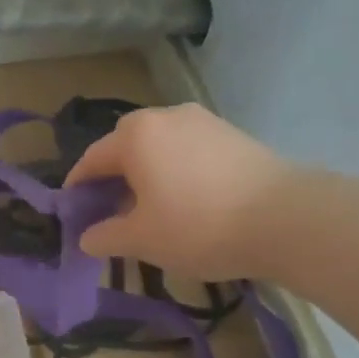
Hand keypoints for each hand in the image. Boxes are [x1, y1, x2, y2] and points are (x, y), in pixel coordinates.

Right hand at [65, 104, 290, 279]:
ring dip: (146, 172)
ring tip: (149, 206)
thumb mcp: (142, 240)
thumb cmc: (199, 226)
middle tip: (110, 209)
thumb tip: (86, 237)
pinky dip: (175, 169)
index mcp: (136, 136)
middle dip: (112, 176)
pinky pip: (188, 149)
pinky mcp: (232, 134)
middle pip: (125, 145)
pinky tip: (185, 198)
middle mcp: (165, 117)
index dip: (78, 186)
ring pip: (159, 146)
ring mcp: (203, 121)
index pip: (92, 159)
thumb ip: (106, 236)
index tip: (73, 209)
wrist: (285, 218)